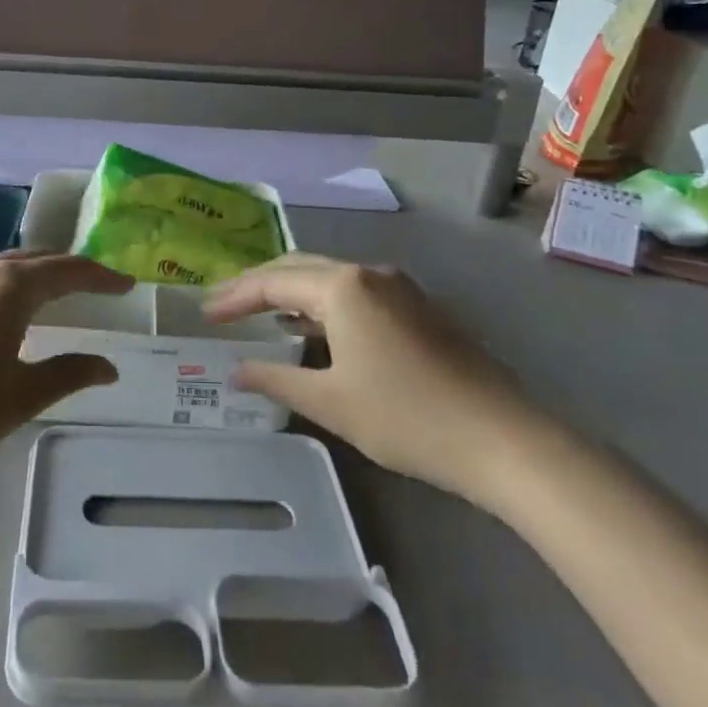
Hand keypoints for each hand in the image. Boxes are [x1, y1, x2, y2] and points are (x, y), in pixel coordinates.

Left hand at [0, 252, 129, 482]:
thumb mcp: (21, 396)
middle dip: (70, 269)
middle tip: (97, 285)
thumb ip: (68, 374)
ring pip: (6, 265)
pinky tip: (7, 310)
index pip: (69, 270)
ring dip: (37, 274)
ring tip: (57, 294)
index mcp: (12, 286)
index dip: (101, 276)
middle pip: (38, 259)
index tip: (127, 283)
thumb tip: (109, 367)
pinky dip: (9, 283)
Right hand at [206, 254, 544, 506]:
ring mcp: (398, 288)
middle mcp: (368, 274)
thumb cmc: (406, 417)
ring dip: (291, 293)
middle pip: (298, 268)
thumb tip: (235, 371)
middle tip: (224, 306)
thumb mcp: (330, 402)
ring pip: (328, 278)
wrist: (501, 438)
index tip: (205, 314)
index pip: (272, 282)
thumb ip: (276, 380)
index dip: (234, 297)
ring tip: (259, 315)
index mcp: (342, 287)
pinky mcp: (417, 308)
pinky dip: (321, 304)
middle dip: (258, 286)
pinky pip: (354, 293)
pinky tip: (311, 329)